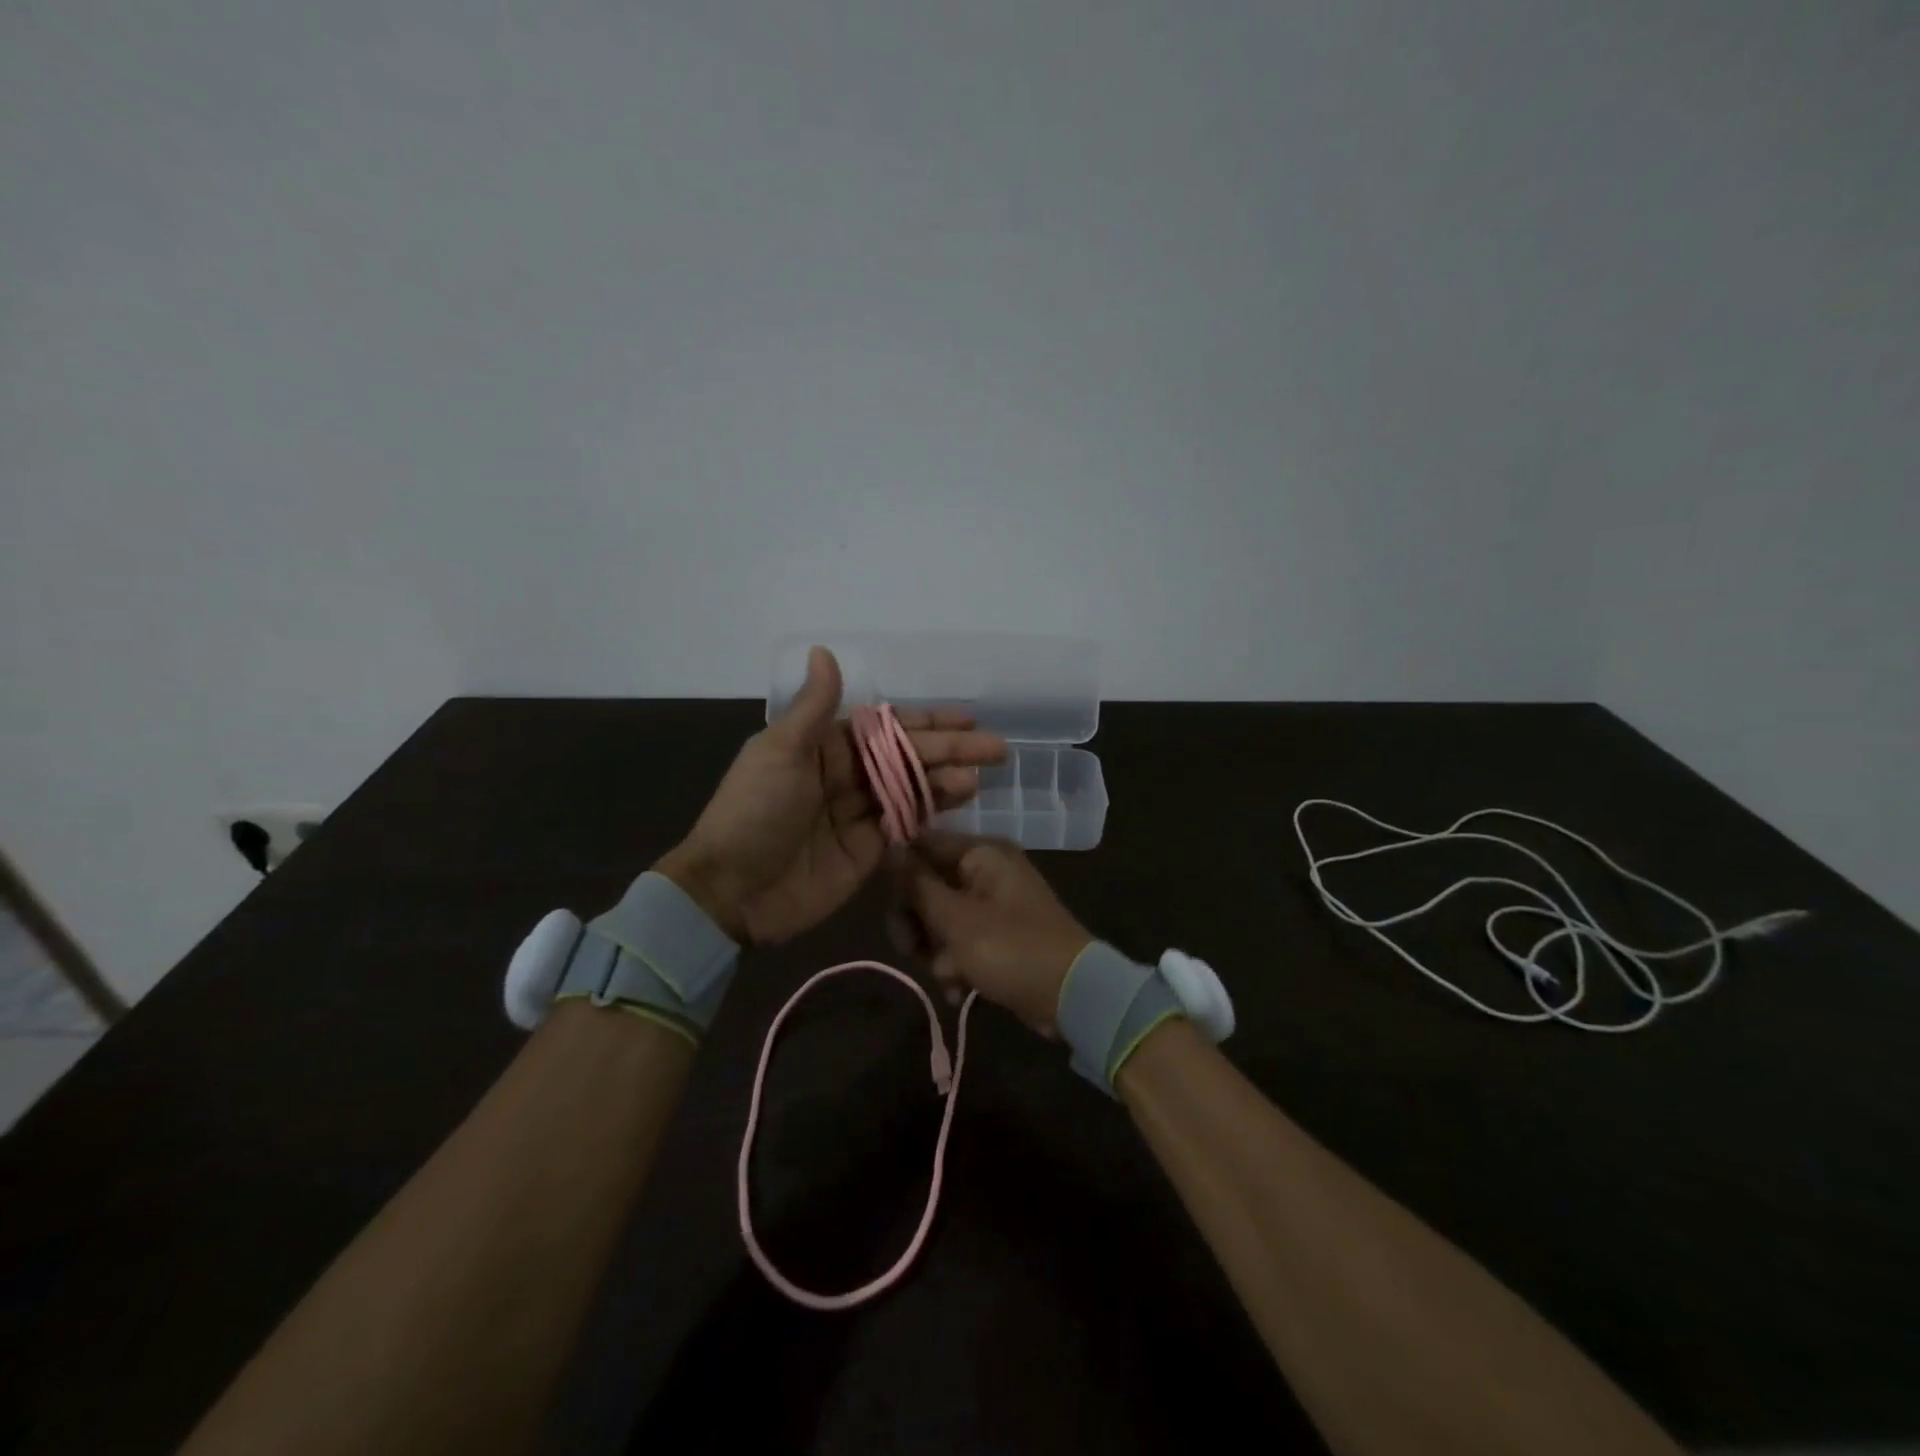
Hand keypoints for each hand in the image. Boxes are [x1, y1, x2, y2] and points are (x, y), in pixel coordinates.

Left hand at [656, 648, 1006, 945]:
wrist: (732, 891)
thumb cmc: (754, 811)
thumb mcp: (779, 751)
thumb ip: (814, 707)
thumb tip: (824, 651)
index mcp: (824, 746)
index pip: (886, 726)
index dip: (927, 721)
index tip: (967, 717)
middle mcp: (846, 774)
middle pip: (907, 757)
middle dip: (950, 750)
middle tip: (995, 748)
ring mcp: (859, 813)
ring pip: (912, 789)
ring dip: (946, 780)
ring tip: (978, 777)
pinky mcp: (868, 850)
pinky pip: (906, 824)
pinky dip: (932, 812)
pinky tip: (960, 802)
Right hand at [889, 831, 1093, 1031]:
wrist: (1071, 996)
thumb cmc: (1010, 948)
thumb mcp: (955, 919)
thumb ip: (918, 884)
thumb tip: (890, 847)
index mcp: (982, 854)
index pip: (925, 845)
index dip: (901, 871)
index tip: (885, 901)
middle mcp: (987, 872)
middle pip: (929, 886)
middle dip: (916, 923)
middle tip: (910, 950)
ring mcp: (994, 905)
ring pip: (941, 918)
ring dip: (935, 950)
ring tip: (946, 976)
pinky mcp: (998, 936)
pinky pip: (962, 941)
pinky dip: (955, 964)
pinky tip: (958, 990)